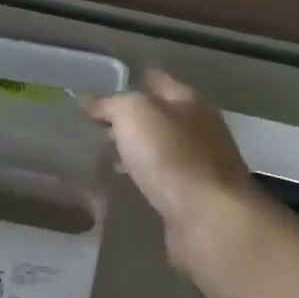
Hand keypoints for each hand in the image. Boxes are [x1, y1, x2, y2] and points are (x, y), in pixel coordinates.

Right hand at [85, 72, 258, 278]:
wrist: (207, 218)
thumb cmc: (170, 156)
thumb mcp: (133, 114)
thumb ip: (111, 104)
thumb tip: (90, 101)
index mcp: (189, 100)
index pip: (157, 79)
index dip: (131, 79)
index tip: (102, 87)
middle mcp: (201, 127)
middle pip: (162, 114)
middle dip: (133, 117)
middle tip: (98, 124)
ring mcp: (202, 163)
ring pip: (163, 147)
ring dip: (139, 148)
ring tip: (106, 153)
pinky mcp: (197, 195)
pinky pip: (165, 177)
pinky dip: (147, 175)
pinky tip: (129, 181)